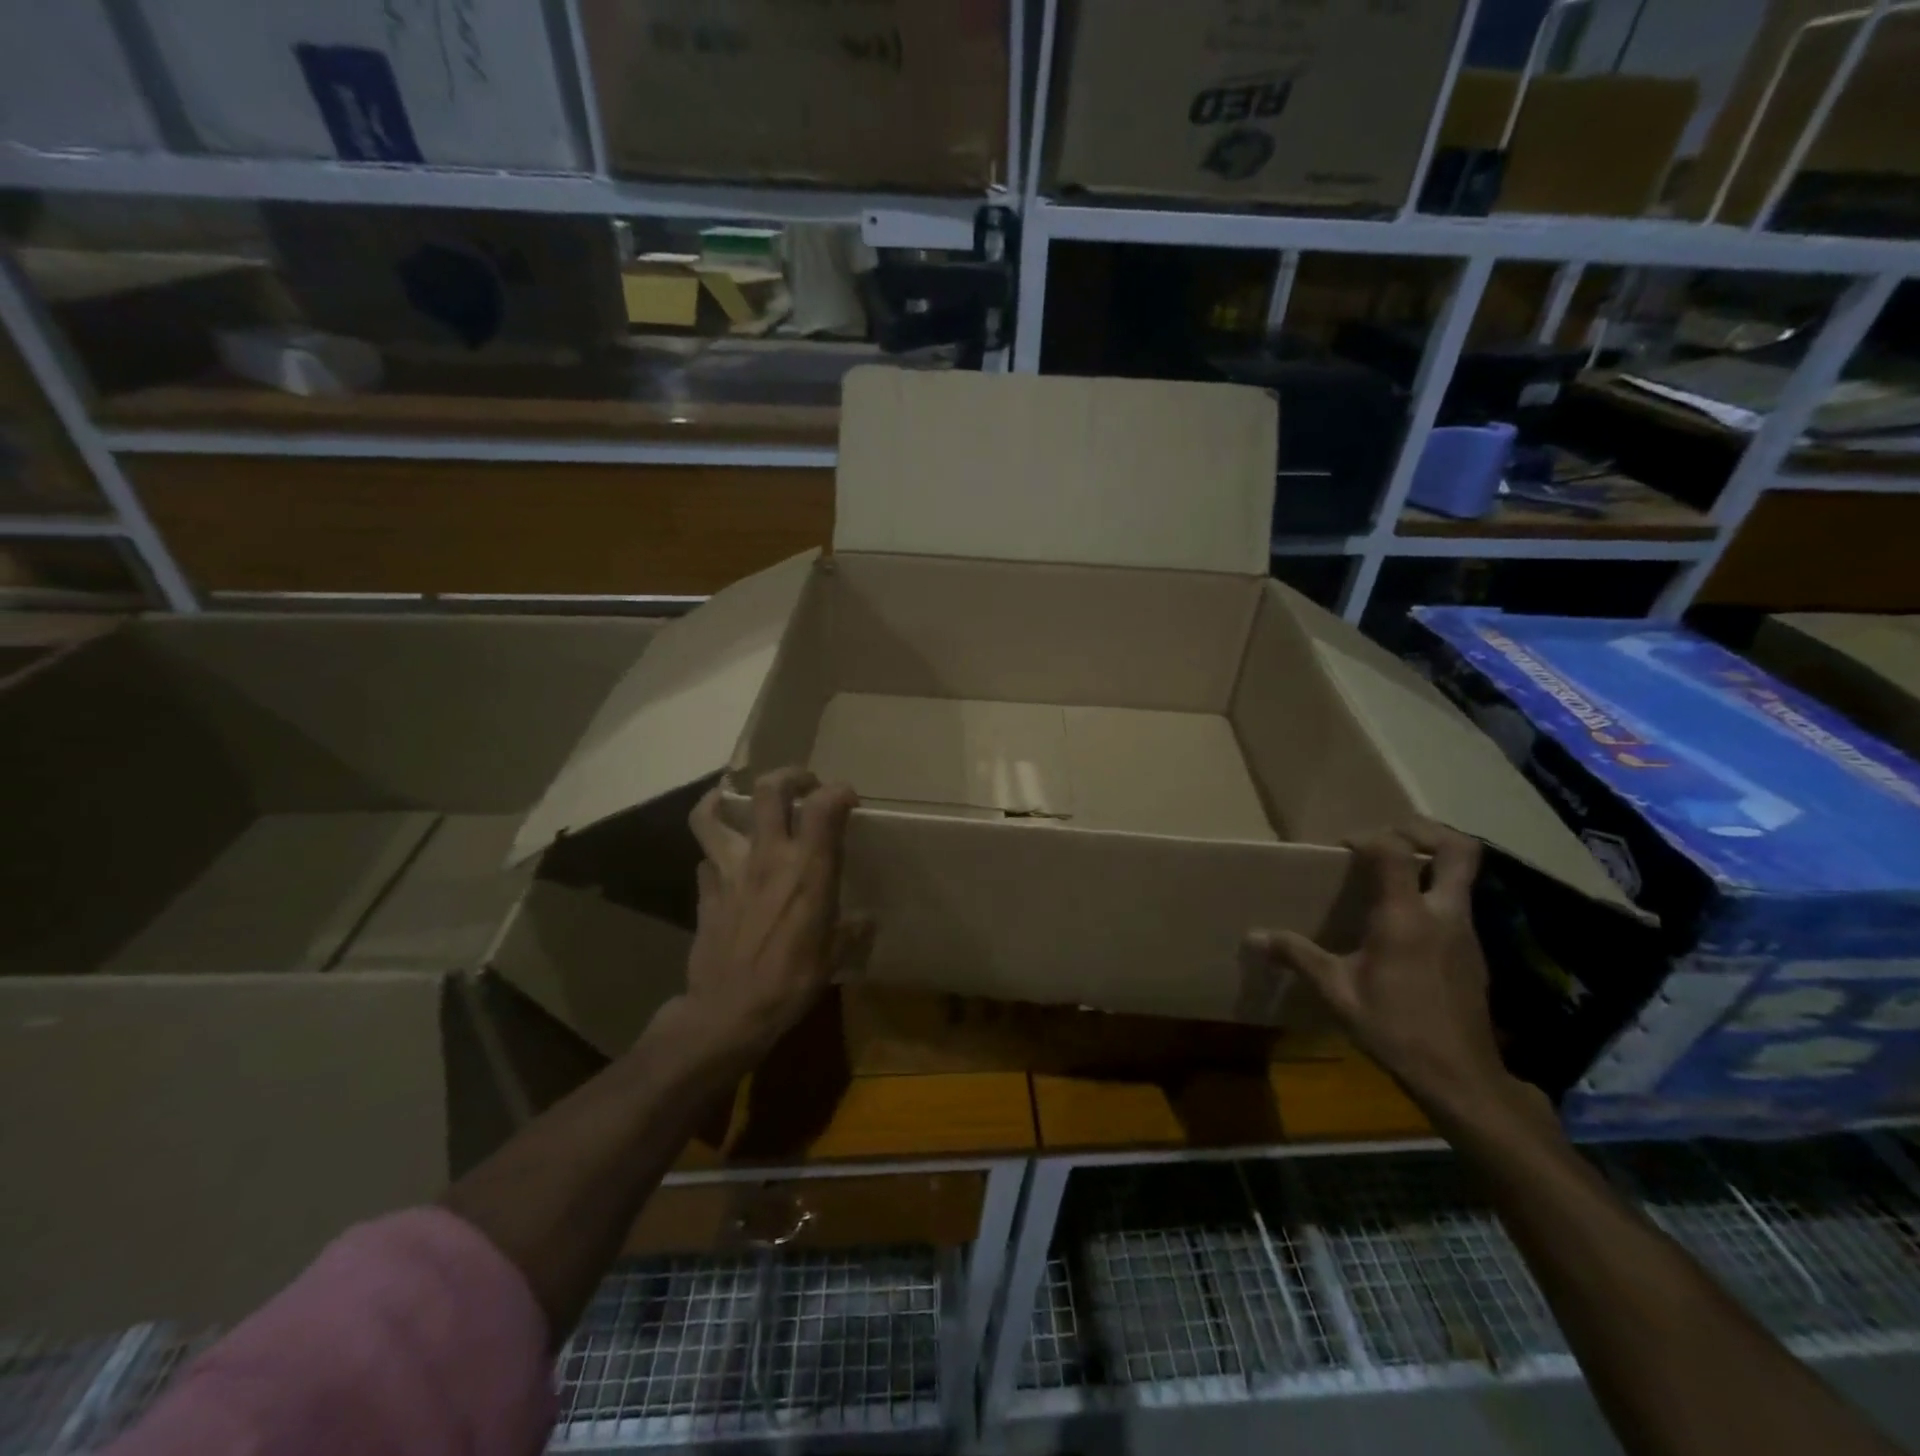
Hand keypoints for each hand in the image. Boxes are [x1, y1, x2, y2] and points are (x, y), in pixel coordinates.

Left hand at [670, 767, 867, 1068]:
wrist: (728, 1012)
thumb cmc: (791, 982)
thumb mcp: (834, 957)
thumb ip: (850, 931)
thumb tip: (865, 922)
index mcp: (808, 869)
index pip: (824, 804)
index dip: (839, 791)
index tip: (848, 800)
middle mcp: (768, 856)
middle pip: (769, 790)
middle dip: (789, 776)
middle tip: (803, 785)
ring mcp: (729, 869)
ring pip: (712, 814)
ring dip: (723, 799)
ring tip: (737, 800)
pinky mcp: (706, 891)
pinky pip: (705, 858)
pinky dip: (715, 854)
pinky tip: (725, 864)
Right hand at [1246, 819, 1536, 1123]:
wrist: (1460, 1077)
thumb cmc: (1394, 1028)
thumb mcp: (1337, 992)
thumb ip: (1297, 956)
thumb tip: (1253, 937)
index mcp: (1405, 917)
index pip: (1394, 851)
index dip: (1368, 837)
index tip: (1343, 847)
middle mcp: (1443, 914)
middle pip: (1457, 849)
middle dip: (1425, 829)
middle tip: (1390, 833)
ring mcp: (1467, 932)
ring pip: (1465, 875)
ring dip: (1433, 860)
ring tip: (1395, 872)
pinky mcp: (1475, 952)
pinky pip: (1461, 903)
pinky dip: (1437, 892)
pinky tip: (1407, 921)